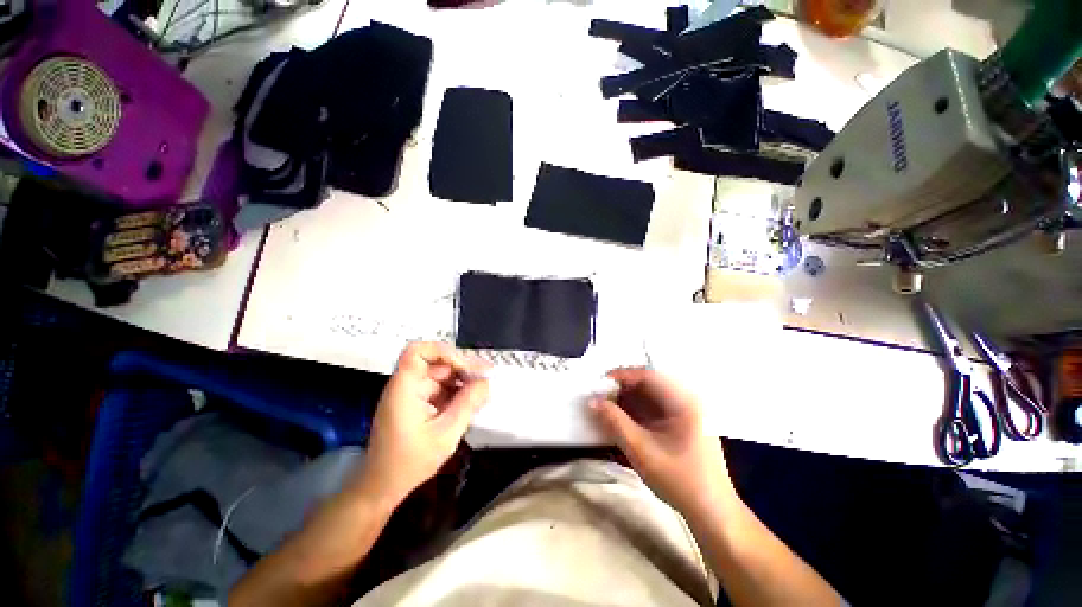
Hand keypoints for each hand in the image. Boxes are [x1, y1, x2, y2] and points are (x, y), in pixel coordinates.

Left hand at [355, 342, 489, 508]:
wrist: (382, 487)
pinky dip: (456, 389)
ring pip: (440, 372)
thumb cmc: (409, 463)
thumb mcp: (445, 434)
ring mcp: (411, 392)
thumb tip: (486, 382)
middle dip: (462, 365)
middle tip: (486, 375)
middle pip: (435, 360)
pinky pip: (440, 386)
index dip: (444, 352)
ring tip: (481, 389)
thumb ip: (468, 405)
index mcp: (405, 388)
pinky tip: (470, 399)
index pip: (418, 351)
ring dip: (462, 378)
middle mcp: (406, 384)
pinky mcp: (417, 401)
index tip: (466, 366)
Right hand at [591, 368, 734, 515]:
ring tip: (608, 407)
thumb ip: (615, 422)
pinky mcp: (684, 425)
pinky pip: (657, 409)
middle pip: (651, 385)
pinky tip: (624, 419)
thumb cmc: (679, 481)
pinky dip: (638, 411)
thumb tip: (593, 401)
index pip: (649, 376)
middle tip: (602, 396)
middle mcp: (688, 401)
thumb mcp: (641, 450)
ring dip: (629, 400)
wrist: (713, 514)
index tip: (601, 382)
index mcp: (684, 402)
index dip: (623, 376)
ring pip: (652, 397)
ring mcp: (688, 413)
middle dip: (624, 389)